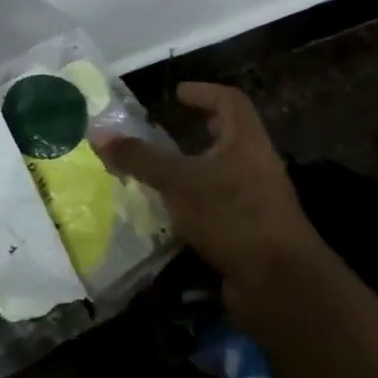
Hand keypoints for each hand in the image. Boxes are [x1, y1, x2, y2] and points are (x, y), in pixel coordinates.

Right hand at [93, 83, 316, 322]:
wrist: (279, 284)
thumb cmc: (233, 215)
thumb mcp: (179, 182)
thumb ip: (140, 158)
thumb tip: (98, 134)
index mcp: (247, 142)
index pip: (230, 101)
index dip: (204, 92)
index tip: (177, 94)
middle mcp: (256, 166)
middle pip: (230, 137)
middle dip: (200, 131)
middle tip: (168, 130)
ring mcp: (257, 202)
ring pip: (222, 174)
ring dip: (194, 170)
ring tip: (160, 172)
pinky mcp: (250, 233)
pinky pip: (219, 207)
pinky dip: (195, 204)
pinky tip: (170, 213)